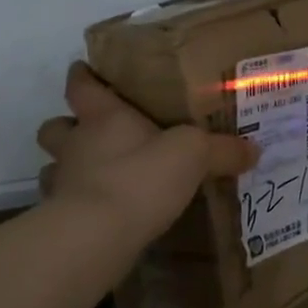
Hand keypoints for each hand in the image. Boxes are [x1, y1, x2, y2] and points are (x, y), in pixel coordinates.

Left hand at [35, 63, 255, 238]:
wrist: (96, 238)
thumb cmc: (140, 177)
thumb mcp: (193, 155)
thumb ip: (222, 150)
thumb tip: (255, 149)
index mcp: (103, 117)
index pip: (82, 86)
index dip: (82, 76)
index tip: (84, 69)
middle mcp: (76, 145)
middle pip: (55, 126)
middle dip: (67, 126)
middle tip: (92, 131)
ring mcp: (62, 185)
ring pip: (53, 167)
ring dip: (69, 168)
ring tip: (97, 175)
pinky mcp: (59, 223)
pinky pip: (64, 207)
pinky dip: (78, 208)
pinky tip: (102, 214)